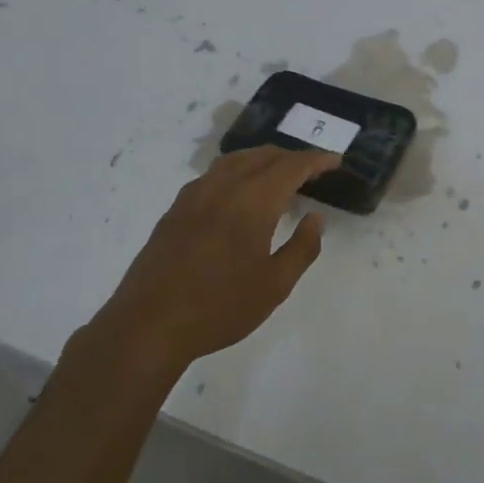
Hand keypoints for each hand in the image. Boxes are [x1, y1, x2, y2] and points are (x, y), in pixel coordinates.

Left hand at [82, 146, 340, 377]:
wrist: (148, 326)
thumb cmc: (218, 308)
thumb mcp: (274, 286)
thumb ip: (302, 248)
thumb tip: (316, 218)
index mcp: (253, 201)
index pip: (292, 166)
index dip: (316, 160)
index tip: (335, 161)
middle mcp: (224, 187)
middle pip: (264, 156)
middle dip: (292, 158)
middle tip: (312, 171)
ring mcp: (195, 195)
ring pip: (236, 160)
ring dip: (264, 160)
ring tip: (279, 176)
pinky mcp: (176, 209)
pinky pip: (214, 174)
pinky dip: (237, 170)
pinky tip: (238, 192)